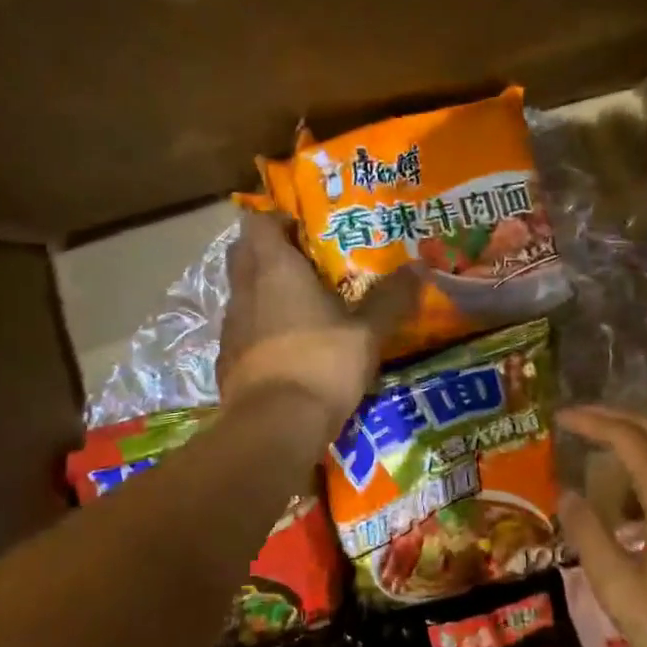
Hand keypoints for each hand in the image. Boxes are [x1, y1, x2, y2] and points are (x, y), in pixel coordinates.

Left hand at [218, 211, 418, 440]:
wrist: (274, 426)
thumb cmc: (322, 363)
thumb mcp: (367, 332)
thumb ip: (391, 298)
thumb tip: (420, 268)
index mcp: (274, 268)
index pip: (258, 222)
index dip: (278, 220)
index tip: (305, 232)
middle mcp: (245, 289)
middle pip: (244, 253)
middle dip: (269, 252)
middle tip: (306, 265)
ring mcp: (230, 325)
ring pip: (242, 292)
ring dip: (264, 291)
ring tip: (301, 307)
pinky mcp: (226, 358)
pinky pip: (242, 329)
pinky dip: (259, 328)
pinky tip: (286, 347)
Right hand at [556, 406, 646, 646]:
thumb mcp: (621, 592)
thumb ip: (589, 536)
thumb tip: (566, 494)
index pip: (628, 438)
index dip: (591, 421)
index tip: (558, 417)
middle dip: (617, 419)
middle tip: (579, 422)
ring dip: (645, 438)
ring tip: (608, 450)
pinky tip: (646, 496)